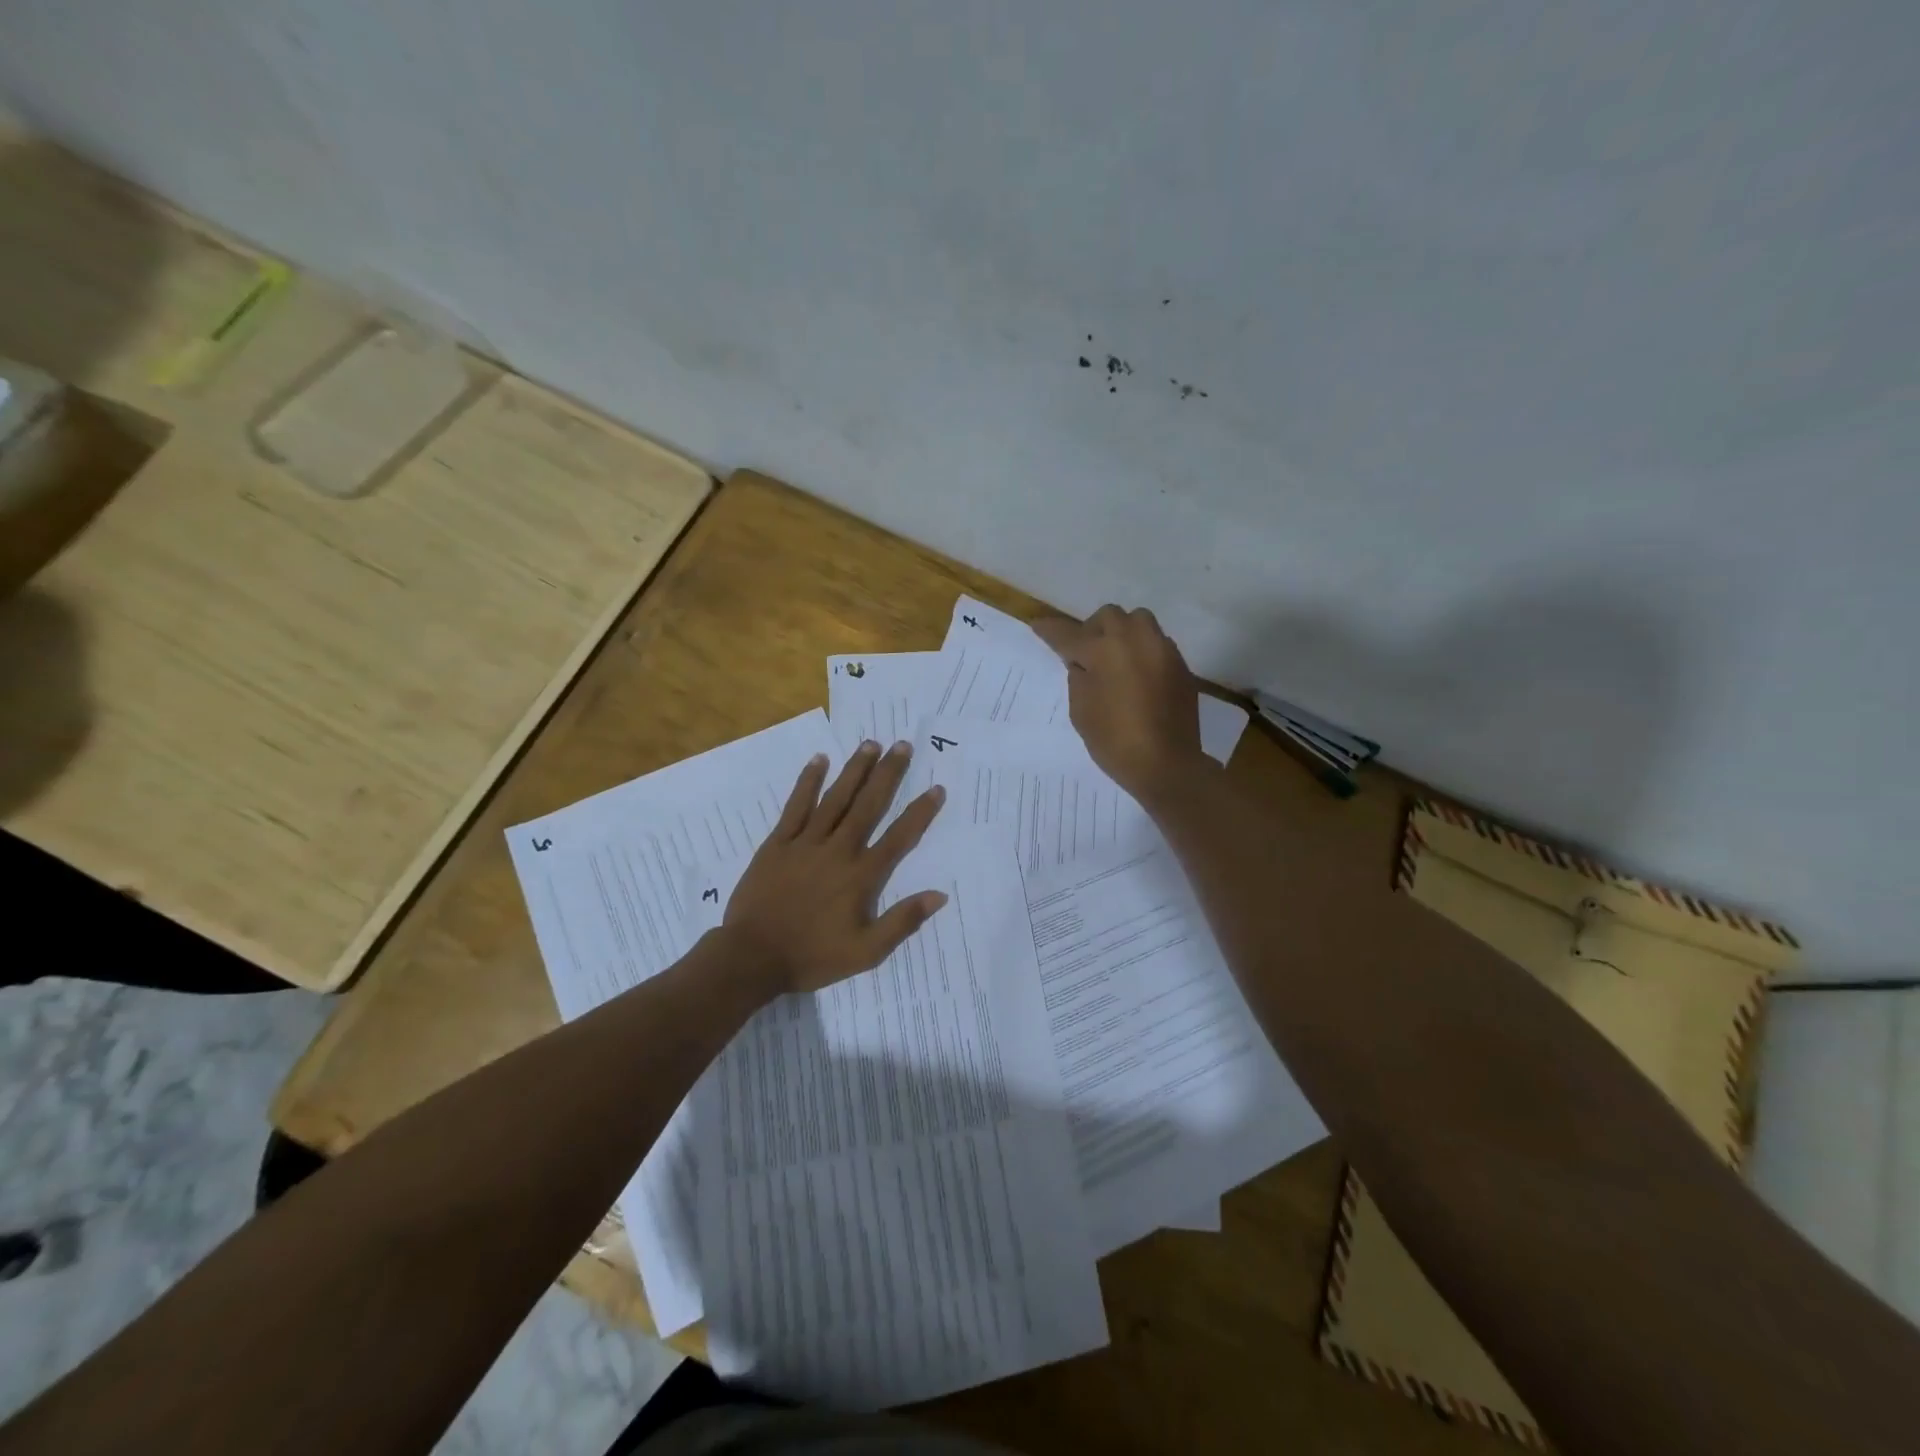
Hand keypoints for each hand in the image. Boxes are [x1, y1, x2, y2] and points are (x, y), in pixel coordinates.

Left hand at [723, 740, 947, 995]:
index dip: (919, 813)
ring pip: (835, 798)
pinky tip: (819, 760)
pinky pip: (796, 806)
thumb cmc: (812, 956)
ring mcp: (806, 842)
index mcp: (861, 876)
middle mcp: (838, 850)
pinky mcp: (778, 843)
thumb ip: (902, 922)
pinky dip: (808, 782)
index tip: (936, 789)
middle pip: (868, 805)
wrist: (752, 957)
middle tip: (902, 746)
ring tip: (870, 744)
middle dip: (887, 774)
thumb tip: (939, 895)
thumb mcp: (866, 952)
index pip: (899, 837)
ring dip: (854, 770)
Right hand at [1032, 604, 1205, 802]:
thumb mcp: (1082, 711)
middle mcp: (1135, 640)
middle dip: (1093, 629)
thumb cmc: (1114, 741)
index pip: (1069, 634)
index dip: (1051, 630)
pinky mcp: (1180, 666)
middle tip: (1086, 653)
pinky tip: (1138, 676)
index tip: (1038, 625)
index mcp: (1104, 651)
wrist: (1166, 763)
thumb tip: (1084, 663)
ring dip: (1123, 633)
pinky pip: (1157, 644)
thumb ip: (1079, 678)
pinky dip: (1142, 651)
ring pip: (1139, 621)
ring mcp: (1162, 650)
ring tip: (1116, 659)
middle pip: (1109, 616)